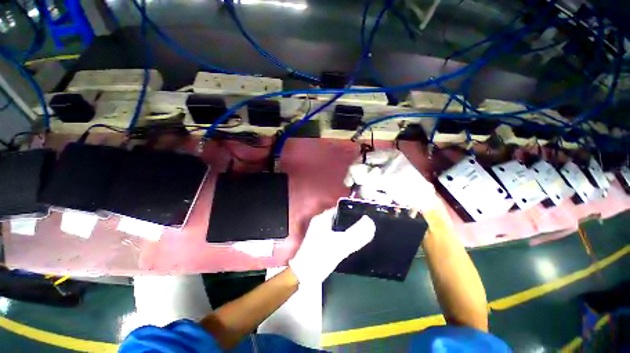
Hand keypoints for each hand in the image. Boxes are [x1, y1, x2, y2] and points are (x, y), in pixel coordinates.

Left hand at [289, 208, 375, 284]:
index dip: (353, 211)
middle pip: (341, 218)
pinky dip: (344, 238)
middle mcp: (321, 223)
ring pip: (339, 227)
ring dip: (349, 231)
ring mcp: (321, 232)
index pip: (341, 209)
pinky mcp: (322, 242)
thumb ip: (356, 234)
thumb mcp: (340, 245)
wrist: (304, 276)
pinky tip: (353, 244)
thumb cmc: (320, 257)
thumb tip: (370, 222)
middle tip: (367, 227)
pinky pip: (337, 236)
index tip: (367, 216)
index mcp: (323, 218)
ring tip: (364, 234)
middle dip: (353, 222)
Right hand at [343, 149, 437, 211]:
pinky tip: (385, 198)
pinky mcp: (382, 185)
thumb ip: (368, 175)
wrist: (424, 202)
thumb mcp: (389, 179)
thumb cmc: (409, 187)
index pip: (364, 159)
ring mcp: (382, 175)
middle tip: (371, 194)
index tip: (348, 182)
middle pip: (362, 172)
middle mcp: (382, 164)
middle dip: (366, 185)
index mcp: (386, 156)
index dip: (354, 169)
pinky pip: (371, 189)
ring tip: (384, 198)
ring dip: (372, 192)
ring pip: (366, 182)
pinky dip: (376, 195)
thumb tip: (351, 171)